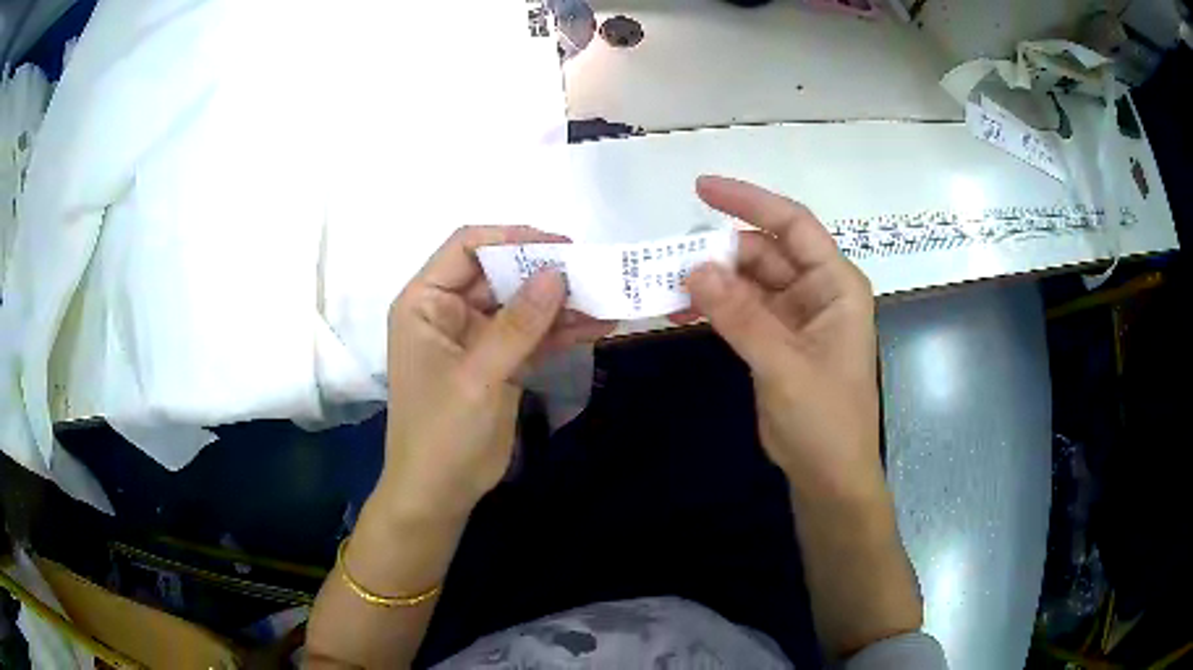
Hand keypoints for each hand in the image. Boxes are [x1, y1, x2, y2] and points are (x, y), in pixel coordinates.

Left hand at [379, 226, 614, 516]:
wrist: (440, 493)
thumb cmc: (442, 433)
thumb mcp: (478, 376)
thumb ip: (517, 324)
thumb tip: (557, 273)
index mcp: (425, 302)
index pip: (466, 246)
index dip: (511, 238)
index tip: (560, 247)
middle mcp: (448, 310)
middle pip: (500, 272)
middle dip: (545, 272)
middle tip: (594, 273)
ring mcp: (476, 336)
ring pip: (522, 304)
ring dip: (560, 302)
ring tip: (607, 297)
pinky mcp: (499, 361)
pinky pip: (532, 335)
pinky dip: (562, 331)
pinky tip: (599, 326)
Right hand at [683, 176, 882, 500]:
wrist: (828, 474)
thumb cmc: (824, 419)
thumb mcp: (784, 364)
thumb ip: (741, 316)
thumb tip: (693, 268)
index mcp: (835, 285)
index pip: (793, 225)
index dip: (749, 201)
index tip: (701, 188)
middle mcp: (817, 291)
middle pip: (764, 252)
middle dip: (719, 252)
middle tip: (669, 258)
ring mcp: (795, 316)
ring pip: (748, 281)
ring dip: (711, 281)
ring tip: (666, 284)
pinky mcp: (775, 340)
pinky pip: (741, 310)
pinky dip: (714, 308)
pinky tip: (681, 310)